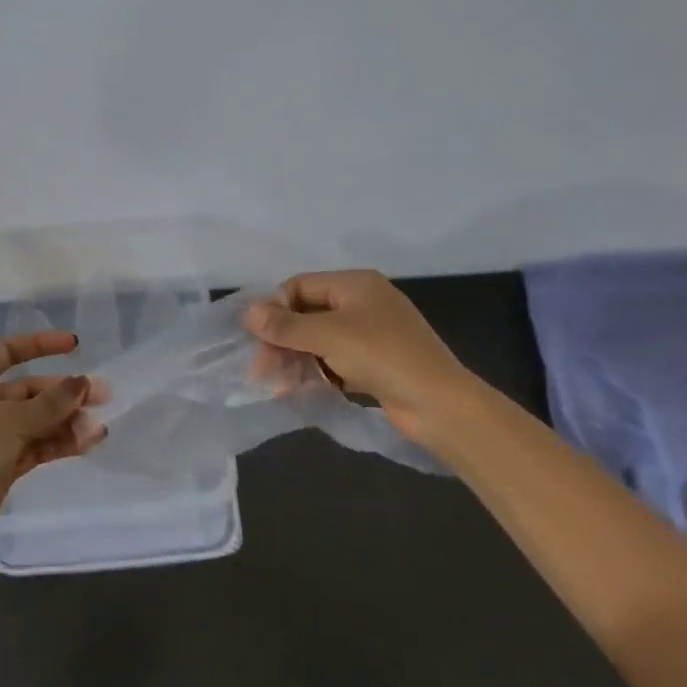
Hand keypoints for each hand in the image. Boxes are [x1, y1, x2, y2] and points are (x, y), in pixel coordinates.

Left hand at [0, 330, 104, 554]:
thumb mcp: (11, 421)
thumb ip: (51, 401)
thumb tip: (83, 382)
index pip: (9, 351)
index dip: (42, 344)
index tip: (76, 346)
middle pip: (29, 389)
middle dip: (65, 393)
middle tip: (104, 396)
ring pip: (36, 420)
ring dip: (66, 421)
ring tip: (98, 429)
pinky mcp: (0, 464)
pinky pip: (35, 445)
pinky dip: (58, 443)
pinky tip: (87, 443)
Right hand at [242, 270, 471, 442]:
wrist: (439, 403)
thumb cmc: (382, 356)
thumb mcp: (328, 336)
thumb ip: (285, 325)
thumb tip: (247, 313)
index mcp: (355, 283)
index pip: (300, 286)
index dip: (274, 309)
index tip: (255, 338)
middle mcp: (363, 302)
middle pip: (308, 314)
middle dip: (283, 340)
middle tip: (262, 370)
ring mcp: (371, 333)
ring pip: (320, 340)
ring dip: (296, 360)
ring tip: (278, 386)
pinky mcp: (376, 362)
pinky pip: (335, 361)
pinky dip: (317, 373)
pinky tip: (300, 391)